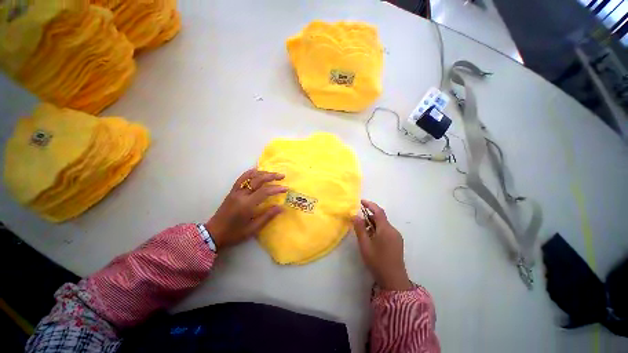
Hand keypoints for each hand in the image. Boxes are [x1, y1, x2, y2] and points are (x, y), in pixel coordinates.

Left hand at [206, 169, 287, 250]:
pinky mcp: (232, 191)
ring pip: (250, 177)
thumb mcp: (253, 228)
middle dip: (271, 176)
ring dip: (263, 173)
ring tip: (273, 173)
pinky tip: (257, 171)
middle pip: (258, 180)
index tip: (286, 188)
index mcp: (246, 205)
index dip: (276, 188)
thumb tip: (281, 207)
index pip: (264, 192)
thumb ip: (267, 216)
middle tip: (282, 176)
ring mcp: (235, 191)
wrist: (213, 234)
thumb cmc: (234, 233)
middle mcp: (241, 195)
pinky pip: (241, 178)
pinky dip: (250, 173)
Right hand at [353, 200, 412, 290]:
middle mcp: (393, 230)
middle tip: (358, 221)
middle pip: (380, 218)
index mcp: (386, 229)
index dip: (370, 204)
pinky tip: (371, 238)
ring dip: (373, 224)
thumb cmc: (377, 261)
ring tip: (363, 231)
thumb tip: (354, 215)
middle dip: (369, 216)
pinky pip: (386, 231)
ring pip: (383, 225)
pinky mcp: (397, 242)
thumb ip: (359, 229)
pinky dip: (377, 230)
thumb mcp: (365, 245)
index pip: (378, 211)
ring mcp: (396, 236)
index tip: (361, 201)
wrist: (394, 280)